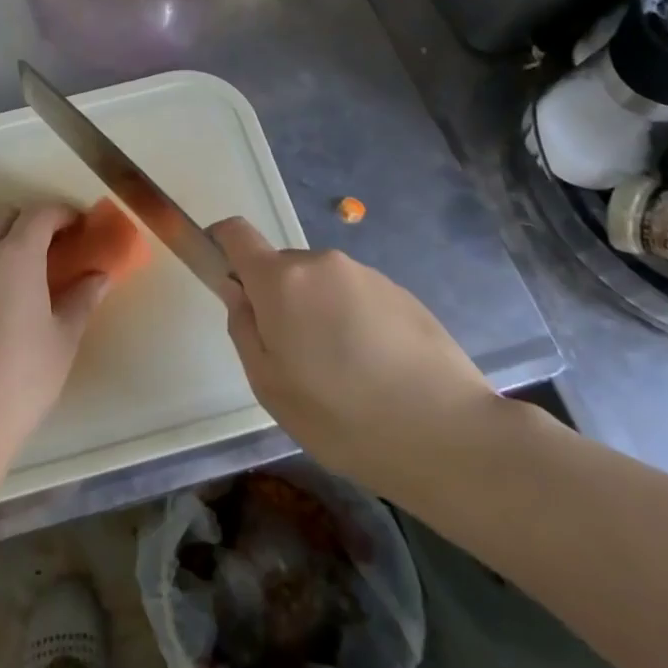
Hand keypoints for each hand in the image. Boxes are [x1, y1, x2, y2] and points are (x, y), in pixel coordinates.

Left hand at [0, 202, 110, 465]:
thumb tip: (99, 275)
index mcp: (15, 255)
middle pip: (2, 219)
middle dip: (28, 224)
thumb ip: (82, 299)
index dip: (62, 213)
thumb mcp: (63, 338)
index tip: (79, 226)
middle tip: (52, 251)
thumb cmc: (22, 376)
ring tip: (22, 289)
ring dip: (1, 253)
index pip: (39, 213)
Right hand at [211, 218, 503, 501]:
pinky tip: (375, 371)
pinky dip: (352, 322)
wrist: (447, 434)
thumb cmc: (341, 416)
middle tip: (293, 357)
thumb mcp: (269, 385)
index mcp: (282, 280)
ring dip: (317, 312)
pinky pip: (357, 297)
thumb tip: (238, 292)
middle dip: (276, 299)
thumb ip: (244, 328)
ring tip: (342, 373)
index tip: (223, 275)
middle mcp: (322, 263)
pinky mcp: (402, 293)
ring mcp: (367, 274)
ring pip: (322, 284)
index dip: (220, 244)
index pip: (237, 234)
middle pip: (282, 267)